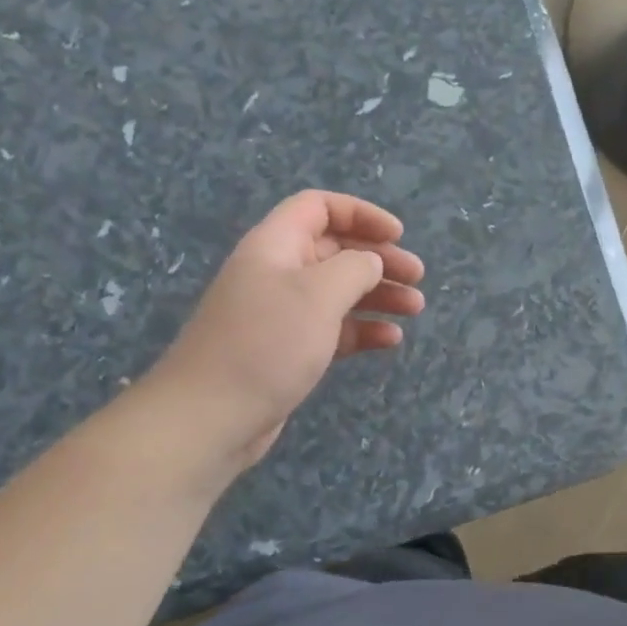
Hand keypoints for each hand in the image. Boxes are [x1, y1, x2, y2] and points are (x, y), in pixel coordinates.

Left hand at [143, 190, 425, 472]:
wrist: (210, 417)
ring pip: (339, 291)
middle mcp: (278, 272)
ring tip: (415, 308)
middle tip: (417, 276)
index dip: (361, 214)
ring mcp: (282, 313)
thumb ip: (355, 267)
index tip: (397, 235)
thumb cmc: (267, 343)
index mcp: (276, 245)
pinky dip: (363, 329)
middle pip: (336, 250)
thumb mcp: (319, 293)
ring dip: (378, 295)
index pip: (319, 208)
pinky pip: (333, 328)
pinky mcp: (288, 350)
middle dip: (379, 258)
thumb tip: (370, 263)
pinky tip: (390, 340)